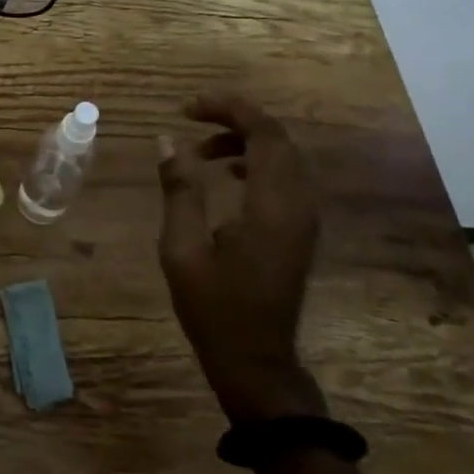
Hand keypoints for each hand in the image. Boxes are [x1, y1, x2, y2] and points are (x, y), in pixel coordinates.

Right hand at [157, 94, 327, 421]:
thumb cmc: (215, 309)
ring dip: (245, 140)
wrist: (258, 364)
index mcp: (272, 205)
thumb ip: (179, 190)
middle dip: (235, 118)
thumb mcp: (183, 248)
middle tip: (191, 118)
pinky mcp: (301, 229)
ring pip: (283, 155)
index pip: (263, 132)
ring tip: (201, 150)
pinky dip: (256, 161)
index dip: (227, 109)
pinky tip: (228, 173)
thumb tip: (168, 142)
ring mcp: (305, 217)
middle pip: (277, 137)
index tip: (187, 108)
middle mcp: (298, 203)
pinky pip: (286, 176)